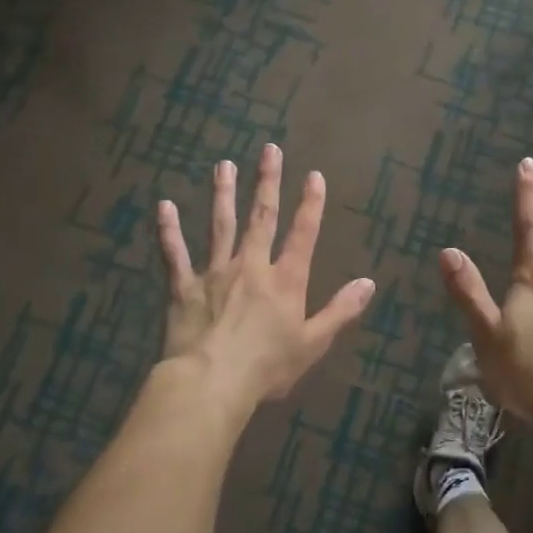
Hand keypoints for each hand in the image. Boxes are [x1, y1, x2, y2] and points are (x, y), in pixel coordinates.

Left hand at [156, 143, 375, 406]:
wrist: (211, 383)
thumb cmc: (267, 367)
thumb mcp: (313, 343)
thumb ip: (340, 311)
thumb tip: (368, 283)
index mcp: (285, 281)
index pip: (302, 234)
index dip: (310, 204)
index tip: (313, 175)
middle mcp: (251, 266)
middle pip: (262, 217)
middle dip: (267, 182)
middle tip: (269, 149)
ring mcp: (215, 273)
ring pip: (221, 226)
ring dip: (224, 194)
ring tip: (224, 165)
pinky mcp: (184, 287)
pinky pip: (176, 254)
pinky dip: (169, 231)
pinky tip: (164, 206)